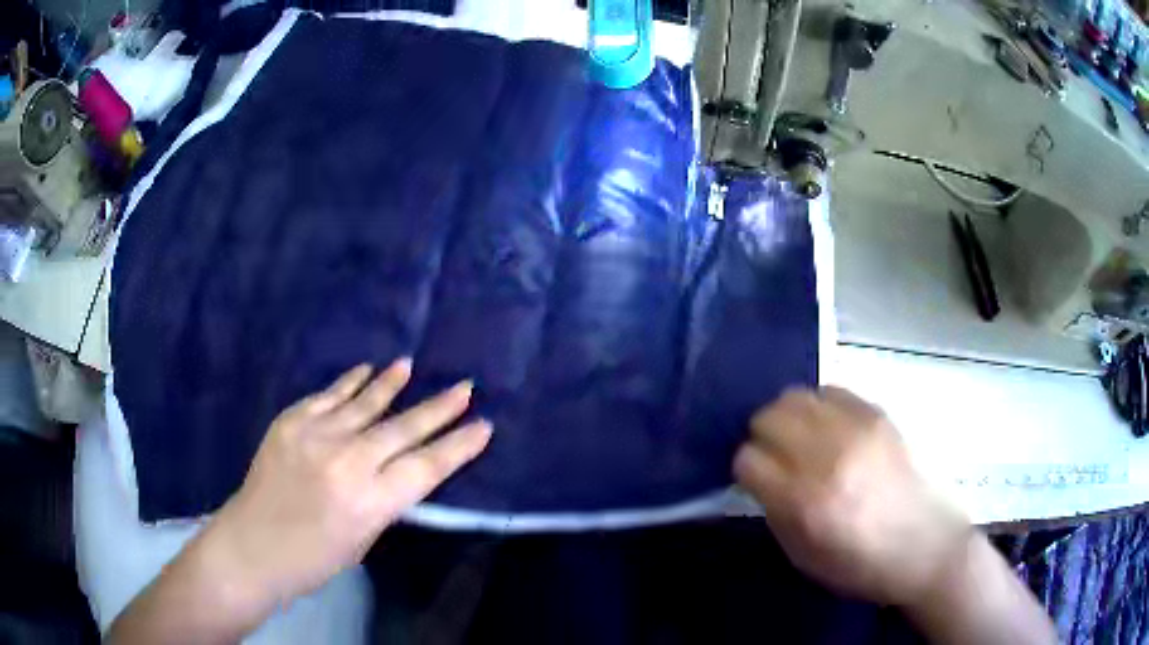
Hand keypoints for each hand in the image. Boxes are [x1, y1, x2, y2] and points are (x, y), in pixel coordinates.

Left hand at [202, 359, 491, 607]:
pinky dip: (349, 383)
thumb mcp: (363, 539)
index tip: (484, 426)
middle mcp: (348, 462)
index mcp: (370, 502)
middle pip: (403, 429)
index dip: (459, 447)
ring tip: (410, 365)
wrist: (253, 545)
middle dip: (440, 409)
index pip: (427, 467)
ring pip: (366, 403)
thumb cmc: (314, 558)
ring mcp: (316, 436)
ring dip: (391, 385)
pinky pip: (328, 396)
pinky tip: (365, 369)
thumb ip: (384, 500)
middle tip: (465, 387)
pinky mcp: (291, 421)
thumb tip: (400, 468)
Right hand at [733, 386, 968, 606]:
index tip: (757, 482)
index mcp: (806, 502)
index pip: (748, 459)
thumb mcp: (804, 557)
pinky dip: (819, 407)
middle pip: (767, 418)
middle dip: (762, 438)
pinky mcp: (878, 413)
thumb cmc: (863, 565)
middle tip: (776, 457)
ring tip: (801, 439)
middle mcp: (828, 456)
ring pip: (795, 395)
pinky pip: (830, 390)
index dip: (747, 472)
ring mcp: (857, 428)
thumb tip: (761, 478)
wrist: (928, 546)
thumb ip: (776, 513)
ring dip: (787, 417)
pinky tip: (829, 429)